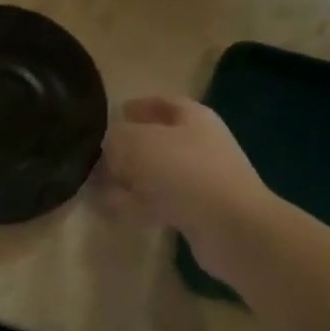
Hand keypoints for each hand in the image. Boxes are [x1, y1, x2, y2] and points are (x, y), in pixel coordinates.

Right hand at [100, 97, 274, 272]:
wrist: (232, 228)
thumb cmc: (185, 171)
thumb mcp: (137, 143)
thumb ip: (116, 138)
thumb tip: (109, 145)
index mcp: (193, 117)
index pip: (163, 103)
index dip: (139, 106)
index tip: (115, 113)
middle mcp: (200, 145)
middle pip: (157, 140)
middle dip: (128, 148)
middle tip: (98, 155)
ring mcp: (201, 180)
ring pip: (156, 174)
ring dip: (129, 179)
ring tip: (97, 186)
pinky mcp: (198, 212)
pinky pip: (160, 202)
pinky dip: (136, 204)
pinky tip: (113, 210)